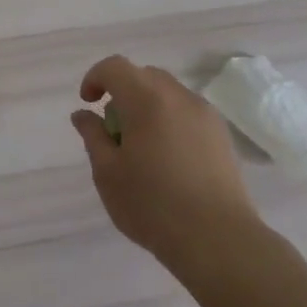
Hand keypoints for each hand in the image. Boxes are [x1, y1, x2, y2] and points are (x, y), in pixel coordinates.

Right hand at [70, 55, 260, 272]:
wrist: (217, 239)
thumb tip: (83, 114)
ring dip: (148, 106)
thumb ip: (93, 136)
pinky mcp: (222, 135)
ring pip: (168, 93)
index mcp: (146, 99)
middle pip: (144, 75)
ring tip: (141, 147)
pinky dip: (170, 121)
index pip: (115, 67)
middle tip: (113, 129)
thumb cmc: (152, 204)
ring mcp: (206, 115)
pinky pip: (188, 113)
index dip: (95, 78)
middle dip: (123, 92)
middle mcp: (179, 97)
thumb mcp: (107, 172)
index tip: (88, 103)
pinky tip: (168, 159)